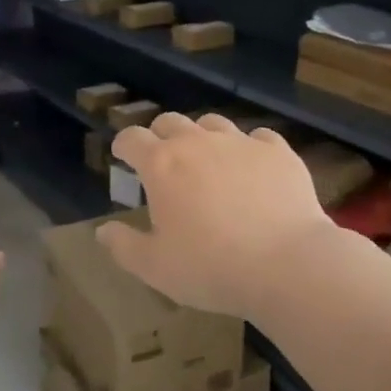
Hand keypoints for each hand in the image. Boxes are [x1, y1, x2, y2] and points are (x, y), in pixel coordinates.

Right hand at [98, 114, 332, 323]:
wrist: (287, 264)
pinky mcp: (278, 151)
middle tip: (163, 161)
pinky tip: (253, 169)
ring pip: (212, 123)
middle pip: (170, 122)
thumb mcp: (155, 268)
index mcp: (162, 165)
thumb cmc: (211, 267)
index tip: (122, 156)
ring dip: (202, 137)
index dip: (123, 145)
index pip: (131, 138)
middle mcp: (198, 142)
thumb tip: (103, 230)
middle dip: (160, 136)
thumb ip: (124, 246)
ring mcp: (240, 142)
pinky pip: (257, 137)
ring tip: (208, 162)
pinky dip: (248, 148)